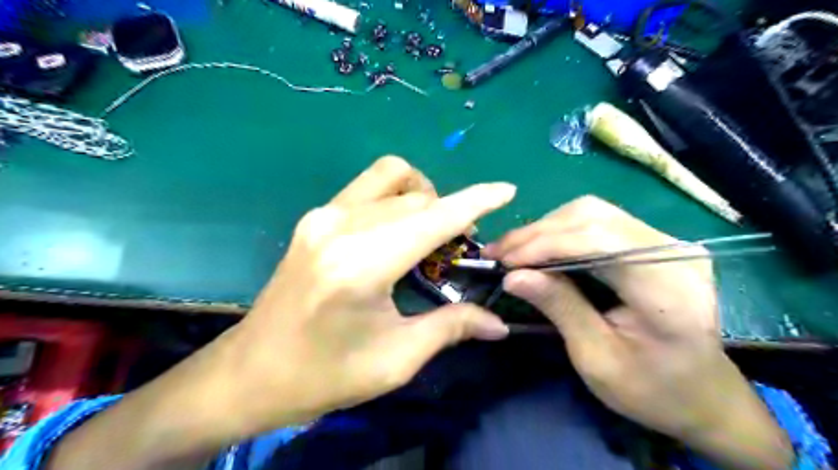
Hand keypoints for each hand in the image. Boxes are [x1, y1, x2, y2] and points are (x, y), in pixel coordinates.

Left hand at [219, 155, 514, 433]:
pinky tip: (397, 230)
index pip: (434, 218)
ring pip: (391, 177)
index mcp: (362, 264)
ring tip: (428, 232)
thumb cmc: (325, 374)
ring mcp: (323, 215)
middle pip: (417, 197)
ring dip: (422, 196)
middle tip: (459, 249)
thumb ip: (451, 328)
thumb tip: (499, 323)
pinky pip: (368, 187)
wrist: (252, 372)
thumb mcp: (395, 359)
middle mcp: (341, 226)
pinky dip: (396, 197)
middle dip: (450, 214)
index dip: (476, 201)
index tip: (506, 190)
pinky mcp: (314, 217)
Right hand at [486, 196, 793, 469]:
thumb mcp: (597, 358)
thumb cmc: (652, 389)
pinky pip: (600, 221)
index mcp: (668, 288)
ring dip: (546, 228)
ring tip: (513, 249)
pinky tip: (539, 246)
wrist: (703, 395)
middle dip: (538, 232)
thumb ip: (559, 308)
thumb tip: (513, 275)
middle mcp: (674, 252)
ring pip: (593, 213)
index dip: (544, 244)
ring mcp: (668, 242)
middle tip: (499, 252)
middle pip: (593, 217)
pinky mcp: (656, 243)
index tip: (504, 260)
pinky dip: (562, 231)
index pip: (597, 241)